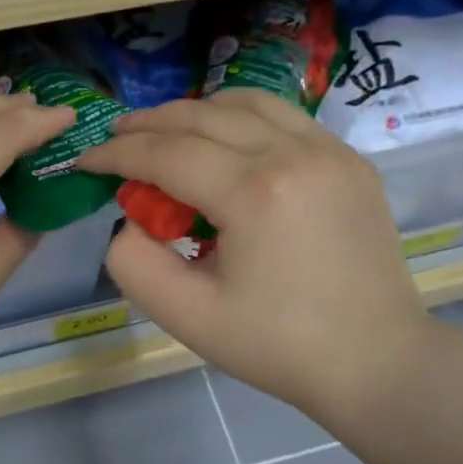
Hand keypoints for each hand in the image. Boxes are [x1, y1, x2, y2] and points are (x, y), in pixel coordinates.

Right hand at [75, 90, 427, 422]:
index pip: (167, 153)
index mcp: (254, 193)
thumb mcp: (189, 318)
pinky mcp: (352, 161)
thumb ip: (135, 264)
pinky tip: (227, 145)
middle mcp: (294, 153)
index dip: (117, 153)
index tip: (85, 161)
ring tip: (166, 134)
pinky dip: (243, 120)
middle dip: (149, 124)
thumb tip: (128, 220)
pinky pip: (285, 118)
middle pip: (202, 116)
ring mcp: (331, 151)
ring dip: (196, 112)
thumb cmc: (279, 347)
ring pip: (247, 102)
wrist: (377, 361)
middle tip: (116, 139)